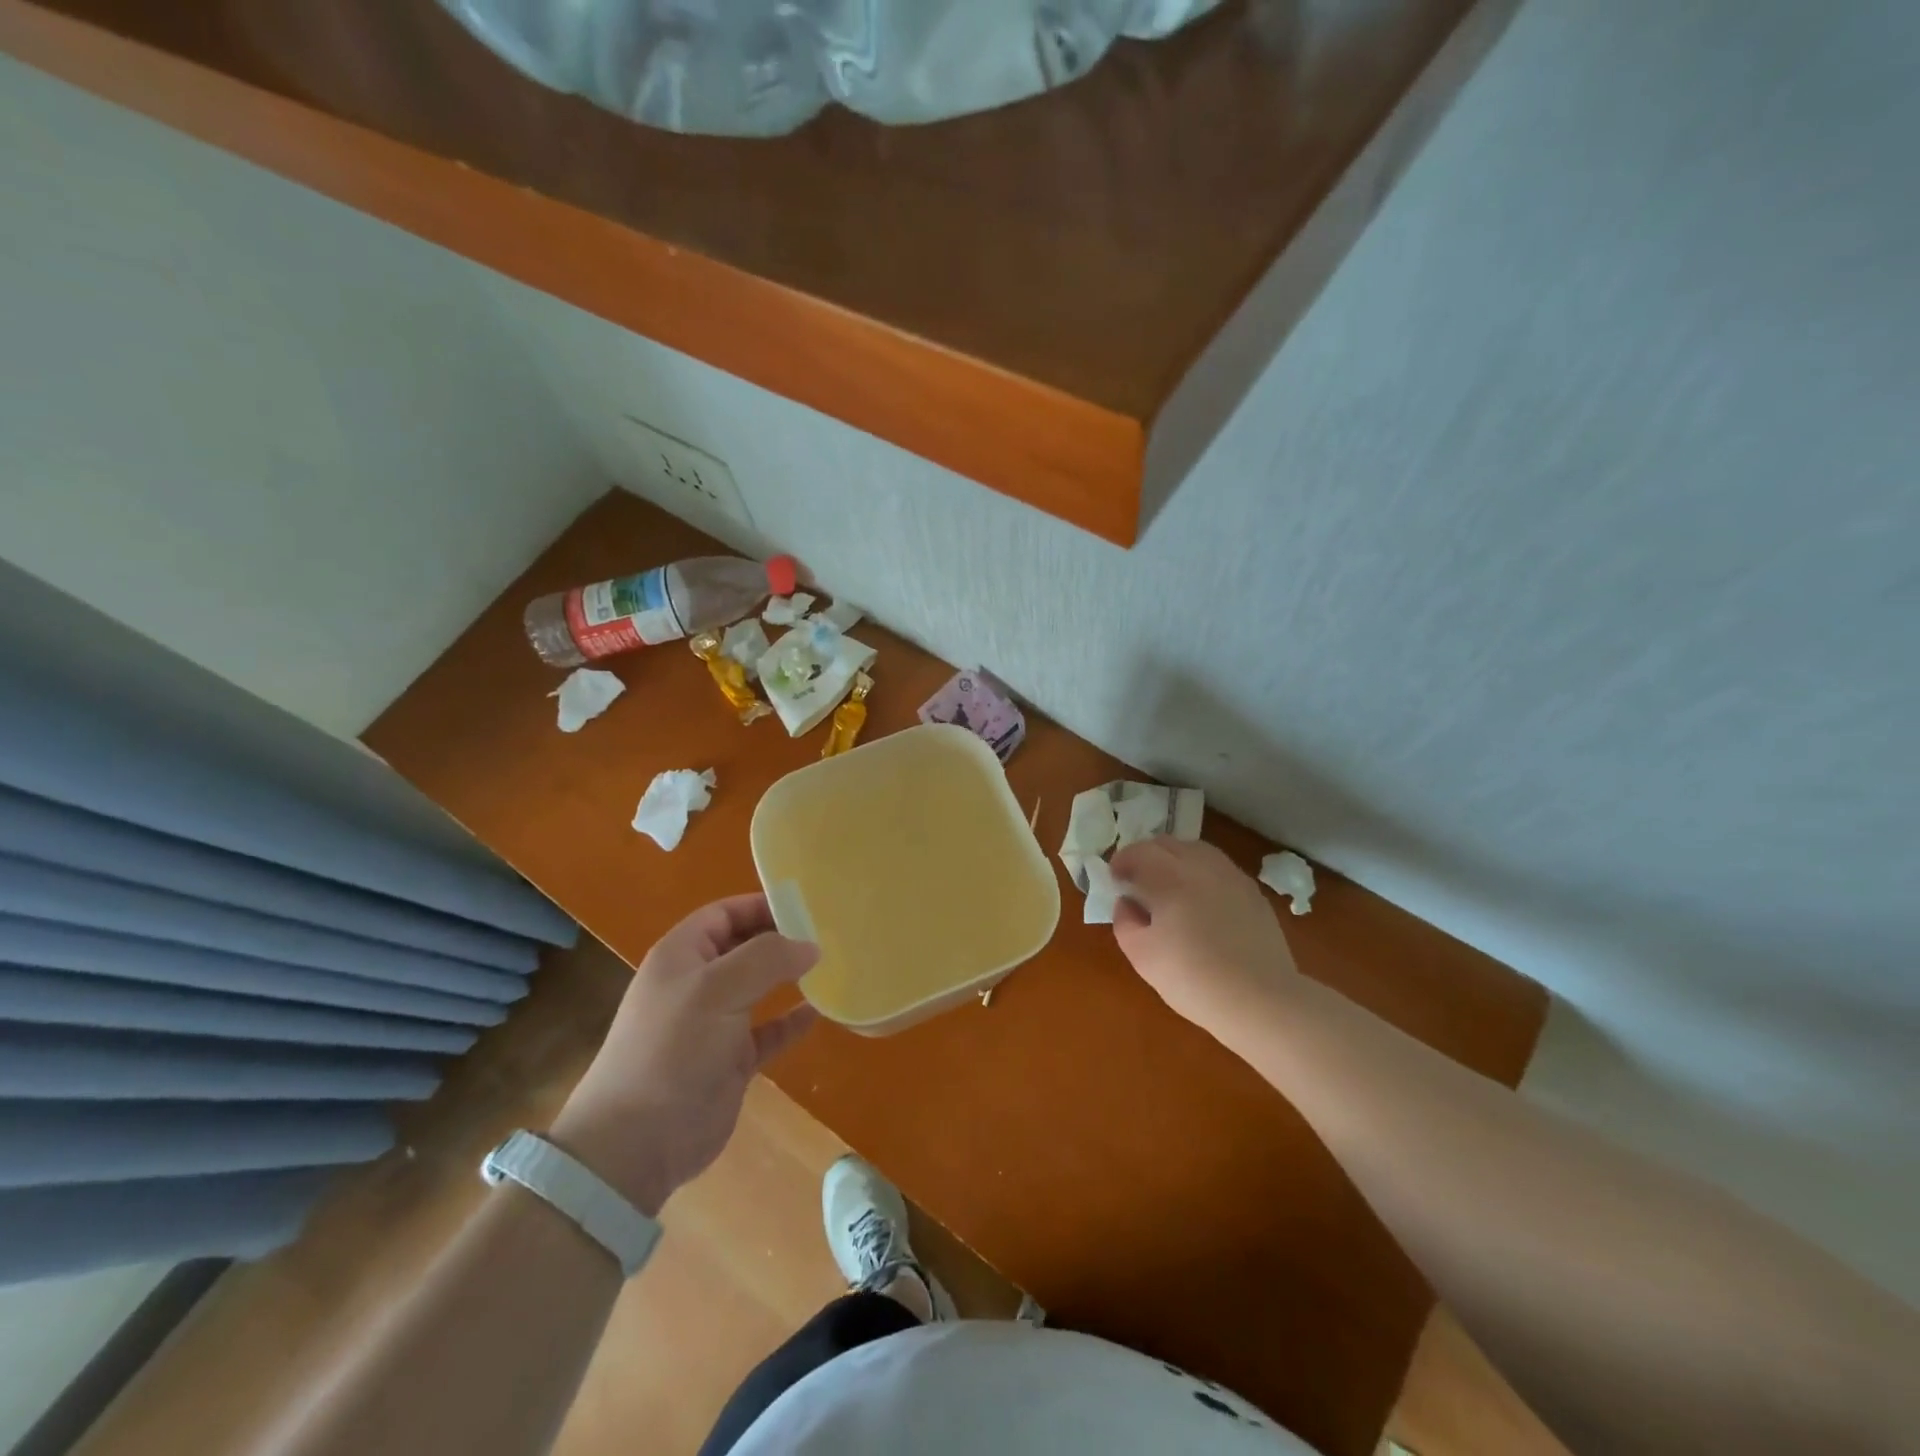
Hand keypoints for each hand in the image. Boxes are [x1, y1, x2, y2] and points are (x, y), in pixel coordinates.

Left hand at [549, 895, 818, 1214]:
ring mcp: (713, 1023)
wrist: (637, 1142)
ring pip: (757, 987)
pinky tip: (818, 1013)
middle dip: (780, 938)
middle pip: (743, 947)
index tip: (807, 906)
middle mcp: (696, 983)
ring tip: (830, 966)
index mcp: (682, 955)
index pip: (724, 914)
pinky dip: (790, 1021)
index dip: (761, 905)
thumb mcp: (718, 989)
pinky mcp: (729, 1060)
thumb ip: (767, 958)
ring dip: (788, 977)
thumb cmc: (674, 1048)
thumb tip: (810, 945)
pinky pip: (767, 1030)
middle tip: (827, 933)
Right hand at [1109, 837, 1298, 1037]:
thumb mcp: (1142, 956)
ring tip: (1170, 886)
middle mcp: (1202, 866)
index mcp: (1170, 878)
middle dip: (1147, 855)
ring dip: (1176, 860)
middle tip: (1138, 880)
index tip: (1114, 879)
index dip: (1121, 861)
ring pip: (1197, 850)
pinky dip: (1202, 873)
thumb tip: (1127, 902)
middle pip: (1168, 843)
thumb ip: (1125, 921)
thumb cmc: (1193, 979)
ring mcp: (1232, 877)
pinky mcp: (1253, 893)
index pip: (1139, 852)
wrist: (1261, 1001)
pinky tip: (1201, 901)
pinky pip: (1220, 869)